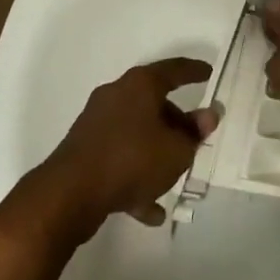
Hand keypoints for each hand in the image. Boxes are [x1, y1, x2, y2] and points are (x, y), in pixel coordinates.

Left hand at [41, 59, 217, 230]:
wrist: (70, 193)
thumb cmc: (132, 160)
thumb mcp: (177, 150)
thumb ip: (195, 133)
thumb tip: (208, 116)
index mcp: (140, 85)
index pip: (175, 69)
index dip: (195, 71)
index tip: (209, 74)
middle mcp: (116, 95)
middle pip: (154, 102)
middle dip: (176, 121)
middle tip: (194, 138)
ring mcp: (97, 123)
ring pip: (137, 131)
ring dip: (156, 151)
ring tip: (174, 176)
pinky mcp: (84, 150)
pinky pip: (120, 157)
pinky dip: (136, 175)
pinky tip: (150, 209)